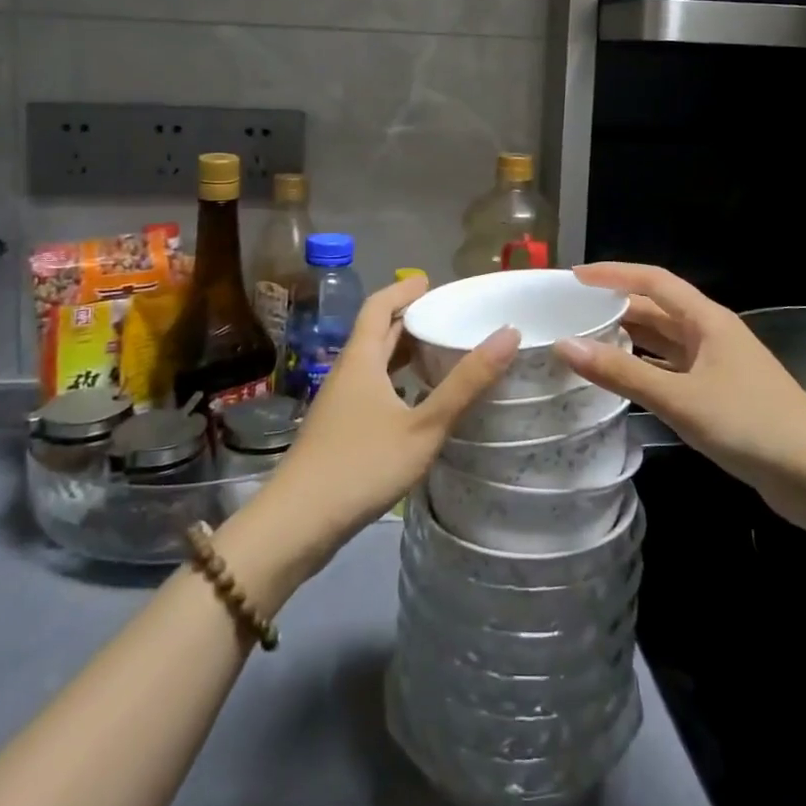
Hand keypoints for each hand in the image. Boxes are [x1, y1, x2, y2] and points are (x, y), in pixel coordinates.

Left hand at [256, 274, 517, 569]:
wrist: (296, 524)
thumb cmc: (361, 465)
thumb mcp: (423, 426)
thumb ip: (466, 383)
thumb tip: (508, 334)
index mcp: (361, 359)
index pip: (379, 307)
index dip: (403, 291)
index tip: (431, 281)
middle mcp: (347, 373)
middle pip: (376, 333)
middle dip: (409, 320)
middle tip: (448, 316)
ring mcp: (339, 403)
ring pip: (374, 363)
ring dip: (403, 351)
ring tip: (440, 352)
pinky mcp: (338, 430)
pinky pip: (372, 388)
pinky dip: (396, 381)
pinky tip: (417, 401)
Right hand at [554, 263, 805, 539]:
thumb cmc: (752, 425)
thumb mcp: (681, 399)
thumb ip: (623, 374)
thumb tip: (566, 345)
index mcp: (707, 320)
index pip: (653, 281)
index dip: (613, 274)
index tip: (574, 277)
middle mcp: (711, 334)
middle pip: (656, 309)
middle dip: (614, 307)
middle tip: (569, 313)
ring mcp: (717, 366)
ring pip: (663, 341)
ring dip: (628, 339)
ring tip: (583, 341)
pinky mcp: (720, 396)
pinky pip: (672, 370)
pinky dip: (644, 369)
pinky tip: (620, 381)